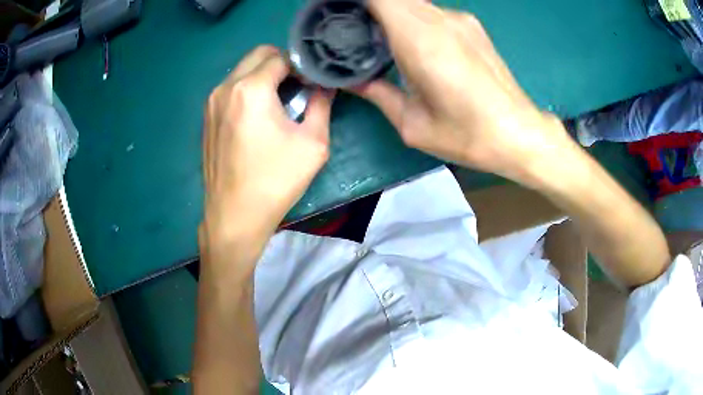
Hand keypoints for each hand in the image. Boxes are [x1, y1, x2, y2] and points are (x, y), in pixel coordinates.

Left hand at [201, 46, 333, 249]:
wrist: (235, 215)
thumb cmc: (276, 180)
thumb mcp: (313, 143)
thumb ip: (322, 105)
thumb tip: (326, 87)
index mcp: (251, 89)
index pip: (280, 57)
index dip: (301, 66)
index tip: (311, 84)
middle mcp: (226, 87)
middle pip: (257, 55)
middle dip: (280, 63)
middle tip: (296, 87)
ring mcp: (212, 102)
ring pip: (242, 70)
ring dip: (262, 76)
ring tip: (277, 103)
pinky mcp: (206, 117)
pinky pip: (230, 88)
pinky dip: (247, 90)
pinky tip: (256, 117)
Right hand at [355, 0, 575, 185]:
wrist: (519, 134)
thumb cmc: (467, 135)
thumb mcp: (413, 124)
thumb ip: (378, 94)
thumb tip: (350, 81)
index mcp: (420, 40)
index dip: (358, 3)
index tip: (341, 14)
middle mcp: (440, 20)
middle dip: (371, 9)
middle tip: (354, 29)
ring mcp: (460, 20)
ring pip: (414, 2)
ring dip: (392, 13)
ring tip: (380, 37)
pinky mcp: (473, 26)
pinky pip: (433, 11)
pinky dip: (414, 18)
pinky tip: (413, 42)